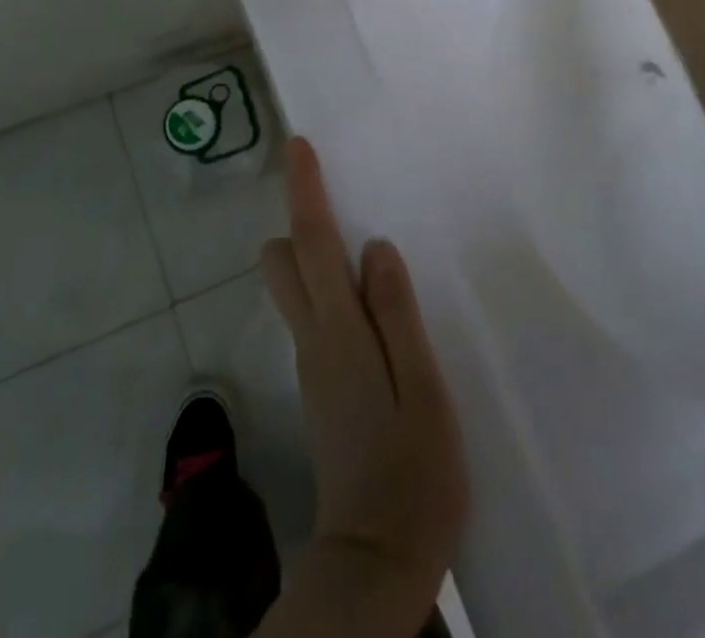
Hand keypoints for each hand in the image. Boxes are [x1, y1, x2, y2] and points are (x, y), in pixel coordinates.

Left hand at [261, 137, 467, 619]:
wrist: (375, 559)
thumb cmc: (412, 472)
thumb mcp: (422, 390)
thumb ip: (398, 315)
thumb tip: (375, 247)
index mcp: (339, 331)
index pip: (311, 244)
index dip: (304, 191)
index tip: (298, 145)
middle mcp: (313, 339)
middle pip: (282, 261)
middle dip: (299, 223)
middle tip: (341, 200)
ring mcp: (312, 363)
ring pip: (295, 287)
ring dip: (314, 254)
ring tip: (365, 243)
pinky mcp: (320, 384)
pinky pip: (314, 314)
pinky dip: (330, 289)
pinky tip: (371, 301)